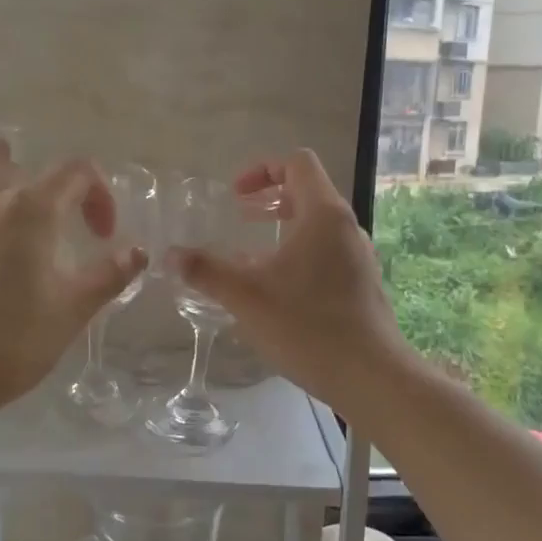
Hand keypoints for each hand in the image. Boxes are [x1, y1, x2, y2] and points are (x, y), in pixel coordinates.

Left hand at [0, 144, 145, 426]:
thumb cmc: (8, 342)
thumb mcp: (71, 311)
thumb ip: (109, 276)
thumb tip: (138, 251)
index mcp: (32, 209)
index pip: (77, 172)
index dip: (101, 195)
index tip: (104, 236)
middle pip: (36, 171)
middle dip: (66, 194)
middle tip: (76, 233)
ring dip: (21, 184)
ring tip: (32, 204)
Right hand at [170, 149, 411, 412]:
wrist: (371, 377)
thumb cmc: (307, 326)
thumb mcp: (246, 296)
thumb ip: (206, 271)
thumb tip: (170, 255)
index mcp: (324, 215)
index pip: (298, 163)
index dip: (262, 169)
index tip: (235, 195)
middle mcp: (347, 228)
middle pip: (309, 192)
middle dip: (270, 199)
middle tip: (240, 217)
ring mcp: (359, 257)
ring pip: (318, 227)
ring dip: (283, 230)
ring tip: (251, 256)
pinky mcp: (362, 285)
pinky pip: (326, 254)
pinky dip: (298, 256)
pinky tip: (276, 291)